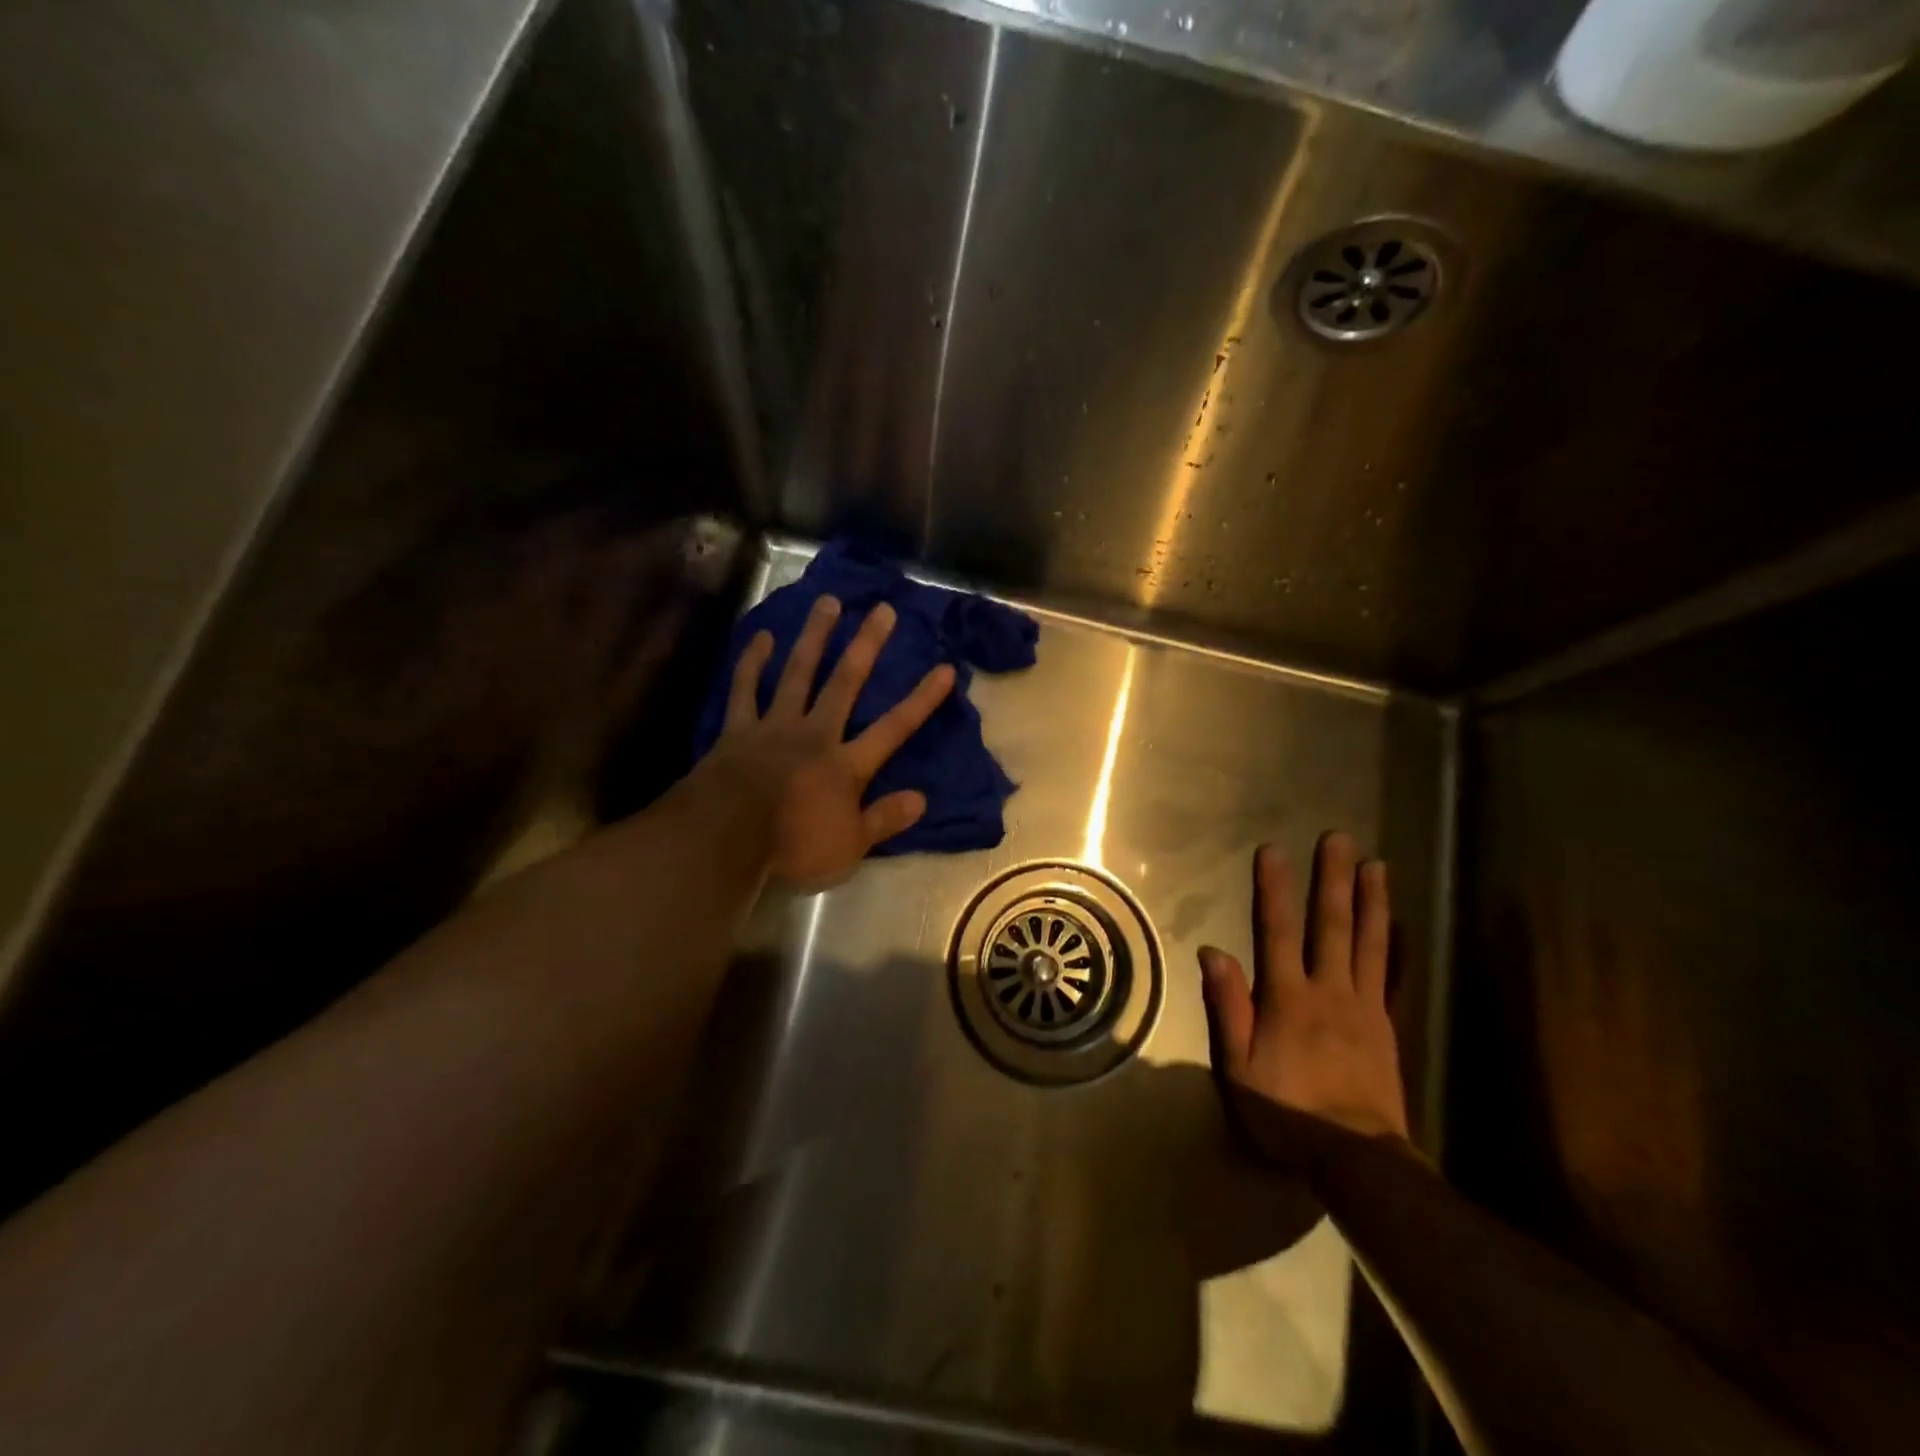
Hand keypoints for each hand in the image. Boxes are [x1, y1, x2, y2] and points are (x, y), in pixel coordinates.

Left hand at [706, 594, 954, 887]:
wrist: (724, 838)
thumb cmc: (792, 845)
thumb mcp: (850, 846)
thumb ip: (885, 820)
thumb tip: (922, 798)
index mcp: (845, 765)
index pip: (894, 728)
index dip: (922, 699)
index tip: (946, 668)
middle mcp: (815, 734)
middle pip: (845, 683)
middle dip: (867, 646)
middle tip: (882, 610)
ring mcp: (775, 726)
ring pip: (798, 673)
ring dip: (814, 637)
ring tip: (828, 603)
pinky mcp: (738, 729)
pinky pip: (745, 689)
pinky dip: (753, 662)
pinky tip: (763, 636)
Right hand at [1199, 834, 1409, 1164]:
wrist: (1356, 1156)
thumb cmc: (1286, 1111)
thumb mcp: (1240, 1066)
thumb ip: (1228, 1006)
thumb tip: (1213, 951)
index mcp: (1288, 998)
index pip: (1278, 932)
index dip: (1275, 890)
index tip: (1273, 851)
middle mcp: (1329, 990)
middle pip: (1331, 926)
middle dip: (1332, 879)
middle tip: (1339, 839)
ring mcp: (1364, 1006)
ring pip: (1368, 943)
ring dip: (1371, 901)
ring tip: (1375, 865)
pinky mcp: (1386, 1025)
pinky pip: (1393, 977)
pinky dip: (1397, 946)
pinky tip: (1399, 923)